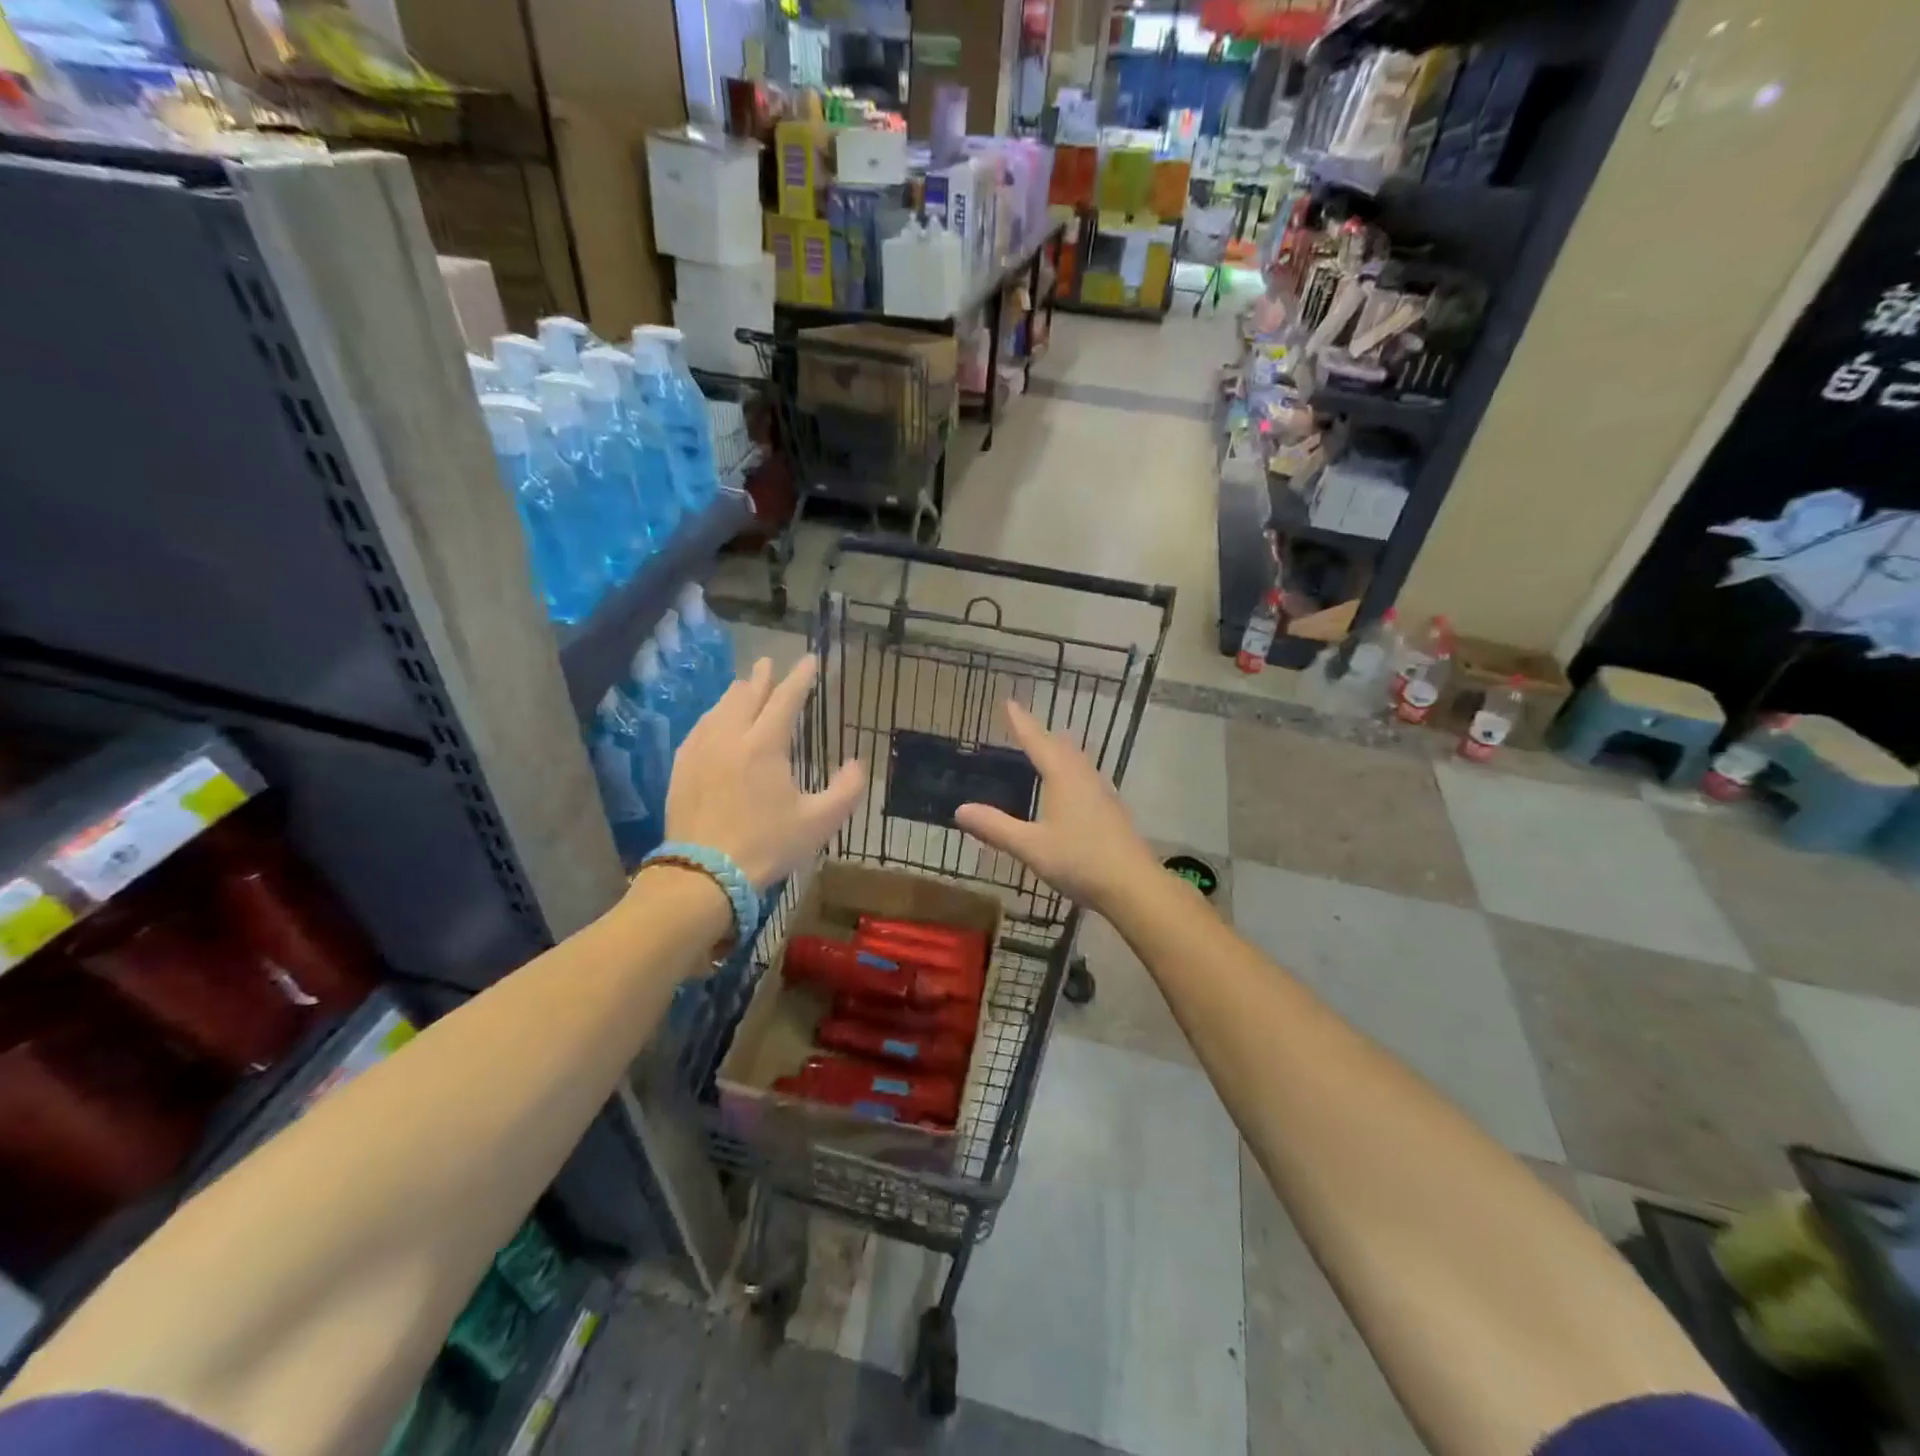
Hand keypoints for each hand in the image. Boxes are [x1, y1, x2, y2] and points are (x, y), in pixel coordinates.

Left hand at [661, 655, 864, 889]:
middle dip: (762, 677)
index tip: (809, 661)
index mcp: (765, 745)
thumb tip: (856, 764)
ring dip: (736, 694)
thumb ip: (846, 790)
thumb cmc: (767, 845)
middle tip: (769, 663)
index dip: (800, 678)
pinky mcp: (682, 768)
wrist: (705, 873)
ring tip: (744, 686)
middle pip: (747, 695)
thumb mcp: (819, 822)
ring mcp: (701, 750)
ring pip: (719, 709)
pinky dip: (713, 716)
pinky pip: (699, 729)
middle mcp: (730, 737)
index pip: (786, 699)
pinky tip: (714, 721)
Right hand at [954, 700, 1159, 912]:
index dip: (1021, 722)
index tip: (1009, 702)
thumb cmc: (1079, 860)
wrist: (1133, 885)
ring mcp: (1102, 792)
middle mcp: (1083, 776)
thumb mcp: (1030, 846)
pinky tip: (1071, 786)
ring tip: (1047, 748)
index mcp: (1062, 776)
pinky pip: (1085, 777)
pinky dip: (1070, 770)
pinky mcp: (1111, 810)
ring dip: (1059, 750)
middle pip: (1060, 746)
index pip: (1037, 741)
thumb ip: (996, 827)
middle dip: (1041, 734)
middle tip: (1024, 725)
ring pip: (1077, 760)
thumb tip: (960, 809)